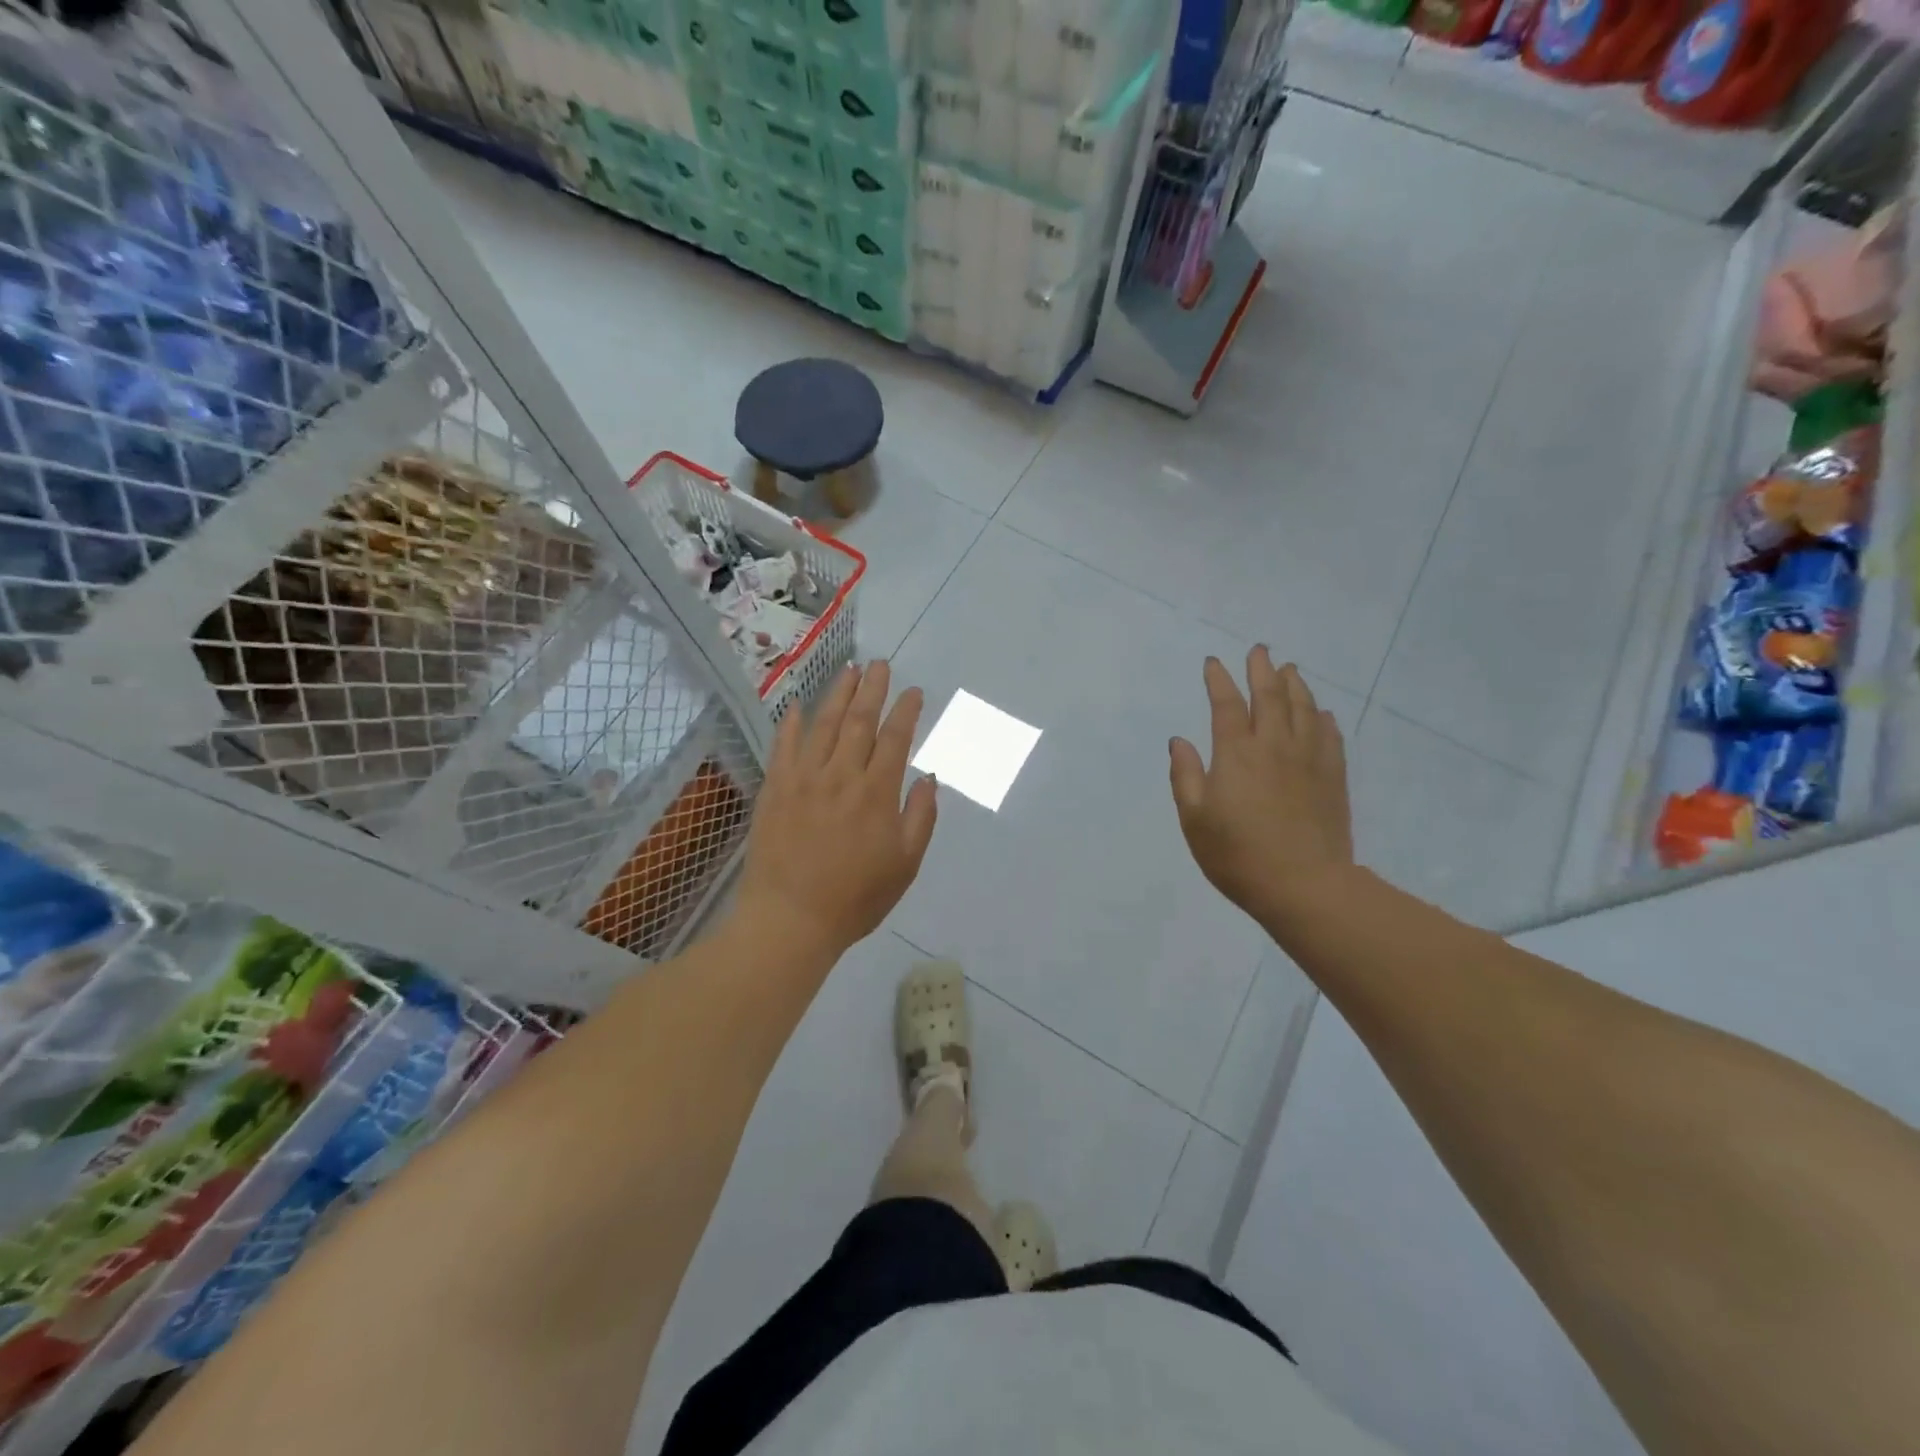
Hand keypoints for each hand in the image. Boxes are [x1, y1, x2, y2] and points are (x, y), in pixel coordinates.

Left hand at [734, 661, 938, 956]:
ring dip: (838, 695)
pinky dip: (791, 723)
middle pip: (859, 721)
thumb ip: (920, 818)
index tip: (913, 691)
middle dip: (872, 689)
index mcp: (877, 793)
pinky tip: (797, 705)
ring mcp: (804, 779)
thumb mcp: (905, 864)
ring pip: (824, 725)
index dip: (905, 710)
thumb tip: (928, 778)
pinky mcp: (775, 789)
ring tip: (849, 670)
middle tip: (879, 664)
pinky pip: (784, 746)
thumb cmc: (855, 898)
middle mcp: (841, 775)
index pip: (895, 739)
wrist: (790, 920)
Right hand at [1169, 647, 1353, 924]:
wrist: (1304, 886)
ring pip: (1304, 708)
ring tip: (1289, 669)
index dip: (1219, 680)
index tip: (1213, 663)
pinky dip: (1322, 717)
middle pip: (1270, 695)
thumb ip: (1186, 776)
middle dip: (1261, 669)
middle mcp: (1274, 745)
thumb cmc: (1237, 854)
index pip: (1226, 705)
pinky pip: (1329, 734)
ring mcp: (1309, 759)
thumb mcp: (1194, 819)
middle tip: (1259, 650)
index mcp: (1236, 753)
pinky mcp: (1333, 777)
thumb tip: (1180, 741)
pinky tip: (1321, 712)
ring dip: (1294, 685)